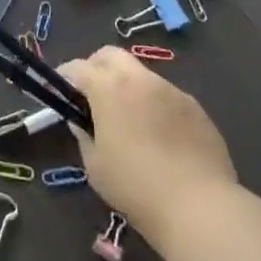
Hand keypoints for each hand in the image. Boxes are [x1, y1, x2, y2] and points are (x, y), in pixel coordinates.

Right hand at [57, 48, 238, 252]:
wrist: (199, 206)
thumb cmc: (136, 187)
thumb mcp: (95, 166)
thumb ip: (84, 135)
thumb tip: (82, 121)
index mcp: (109, 88)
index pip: (78, 67)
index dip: (65, 76)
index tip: (61, 90)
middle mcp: (140, 79)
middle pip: (110, 55)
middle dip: (96, 66)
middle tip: (92, 94)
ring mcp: (171, 90)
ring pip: (140, 74)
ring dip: (127, 85)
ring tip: (129, 119)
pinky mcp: (195, 106)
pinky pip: (166, 95)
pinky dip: (154, 104)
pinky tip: (159, 135)